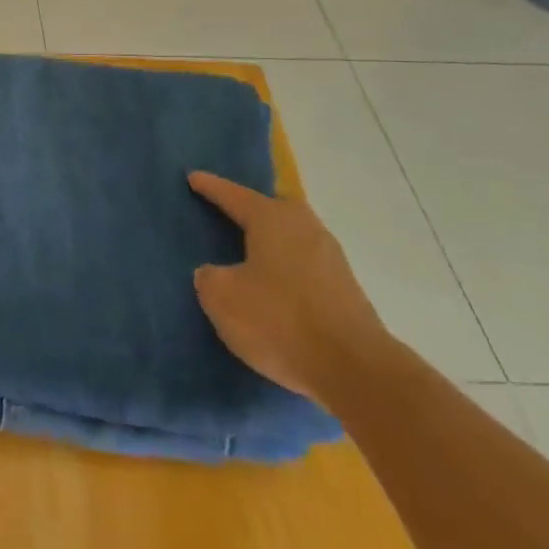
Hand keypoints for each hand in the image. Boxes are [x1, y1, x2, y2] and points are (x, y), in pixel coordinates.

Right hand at [189, 172, 388, 408]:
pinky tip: (273, 284)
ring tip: (248, 249)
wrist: (355, 371)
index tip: (193, 177)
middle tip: (228, 211)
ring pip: (293, 237)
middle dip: (252, 208)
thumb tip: (216, 273)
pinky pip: (304, 264)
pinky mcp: (346, 290)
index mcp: (272, 220)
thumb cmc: (279, 320)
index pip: (233, 195)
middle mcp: (305, 228)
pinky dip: (286, 267)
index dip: (210, 187)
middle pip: (274, 209)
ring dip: (272, 240)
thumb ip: (210, 277)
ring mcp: (331, 259)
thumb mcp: (222, 297)